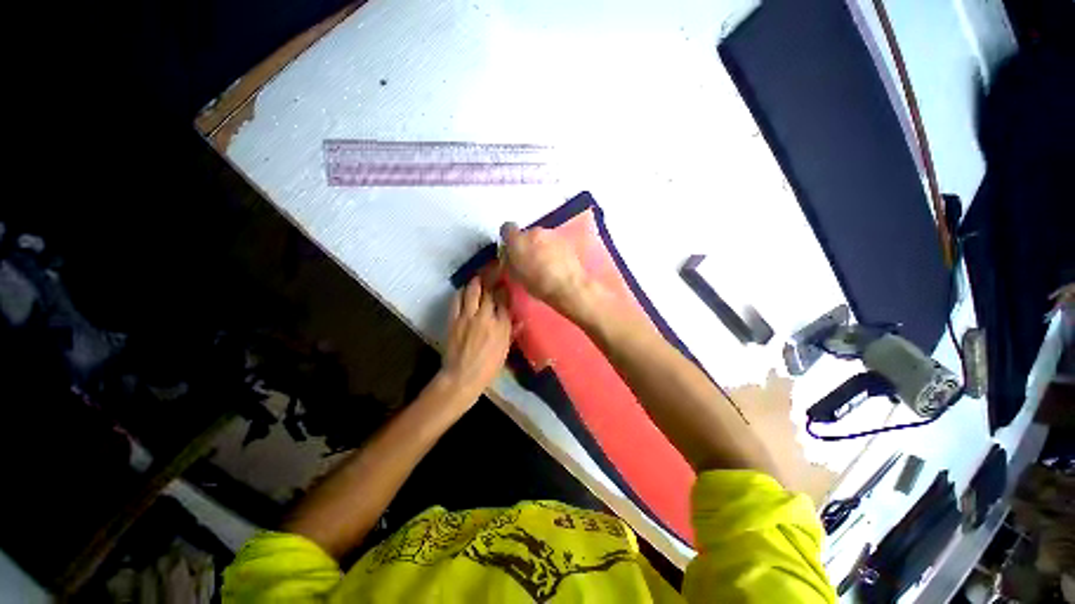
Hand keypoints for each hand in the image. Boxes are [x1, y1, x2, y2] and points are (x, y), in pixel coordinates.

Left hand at [440, 274, 512, 397]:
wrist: (463, 376)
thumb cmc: (488, 367)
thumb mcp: (505, 350)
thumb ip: (511, 332)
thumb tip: (518, 320)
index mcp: (501, 325)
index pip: (505, 301)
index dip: (505, 289)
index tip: (506, 282)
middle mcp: (486, 317)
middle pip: (490, 292)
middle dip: (492, 279)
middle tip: (494, 271)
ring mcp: (468, 316)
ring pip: (473, 291)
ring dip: (476, 282)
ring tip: (479, 276)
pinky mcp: (454, 319)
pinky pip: (457, 300)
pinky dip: (461, 292)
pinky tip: (464, 290)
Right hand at [500, 222, 598, 320]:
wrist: (568, 286)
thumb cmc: (538, 284)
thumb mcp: (516, 275)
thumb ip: (510, 260)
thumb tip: (510, 255)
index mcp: (518, 239)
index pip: (507, 228)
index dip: (509, 238)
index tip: (512, 248)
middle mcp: (534, 231)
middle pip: (527, 234)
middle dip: (527, 244)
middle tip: (529, 260)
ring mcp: (551, 234)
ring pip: (541, 237)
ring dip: (541, 246)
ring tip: (545, 264)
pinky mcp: (565, 239)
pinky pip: (554, 242)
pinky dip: (553, 250)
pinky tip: (556, 264)